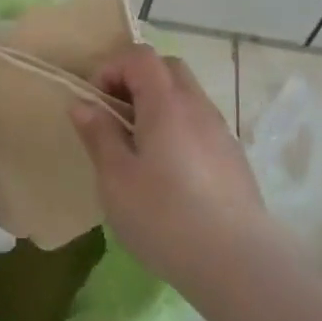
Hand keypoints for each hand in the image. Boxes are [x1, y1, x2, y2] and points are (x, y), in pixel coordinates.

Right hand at [69, 45, 273, 283]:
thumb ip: (99, 135)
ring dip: (157, 106)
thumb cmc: (165, 217)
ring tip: (137, 148)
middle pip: (168, 69)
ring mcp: (221, 132)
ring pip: (186, 97)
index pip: (140, 56)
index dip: (111, 68)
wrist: (238, 263)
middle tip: (115, 117)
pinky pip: (199, 125)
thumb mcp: (116, 178)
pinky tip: (167, 173)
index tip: (95, 102)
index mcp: (167, 104)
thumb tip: (84, 104)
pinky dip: (177, 129)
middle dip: (135, 81)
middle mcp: (198, 107)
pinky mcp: (233, 159)